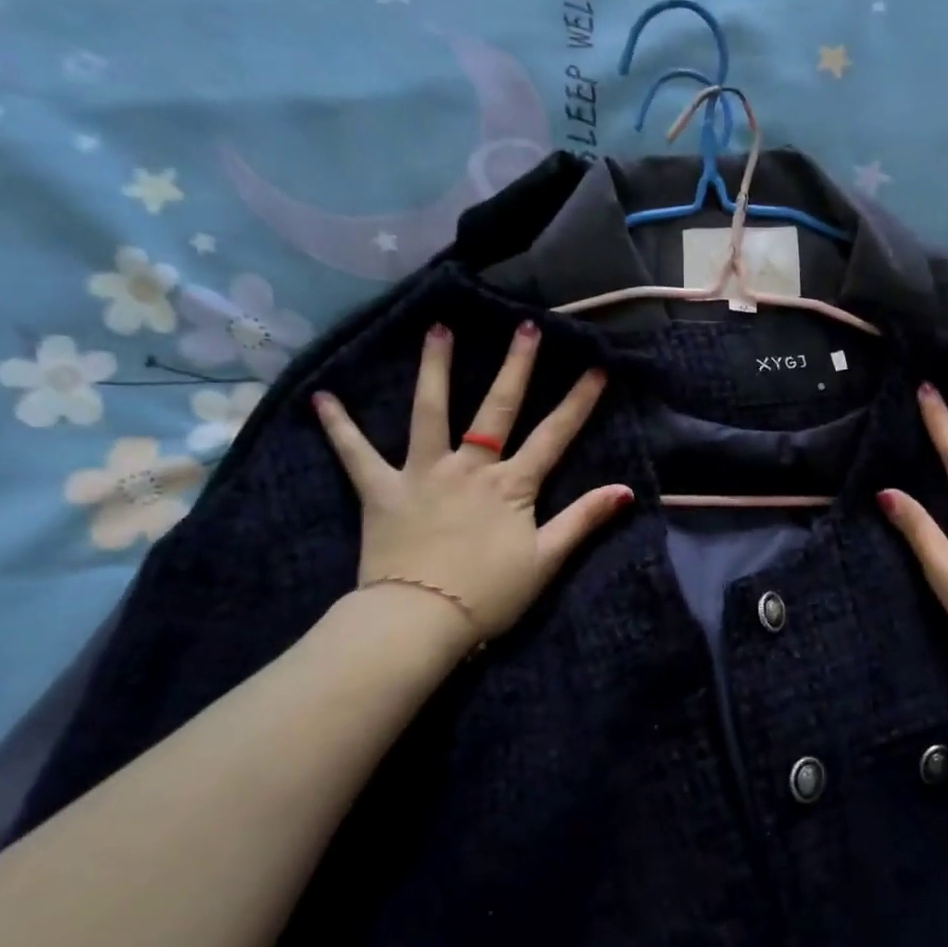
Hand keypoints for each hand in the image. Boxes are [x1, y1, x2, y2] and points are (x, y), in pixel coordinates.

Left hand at [312, 320, 631, 651]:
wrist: (420, 621)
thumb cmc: (489, 595)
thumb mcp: (546, 560)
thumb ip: (584, 520)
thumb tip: (626, 491)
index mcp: (512, 485)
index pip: (554, 435)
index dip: (579, 402)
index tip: (597, 367)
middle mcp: (469, 467)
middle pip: (497, 408)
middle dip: (516, 365)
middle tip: (525, 325)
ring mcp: (423, 473)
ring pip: (430, 411)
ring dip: (434, 368)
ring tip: (438, 329)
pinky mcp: (381, 490)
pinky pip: (355, 453)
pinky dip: (339, 426)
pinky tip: (321, 397)